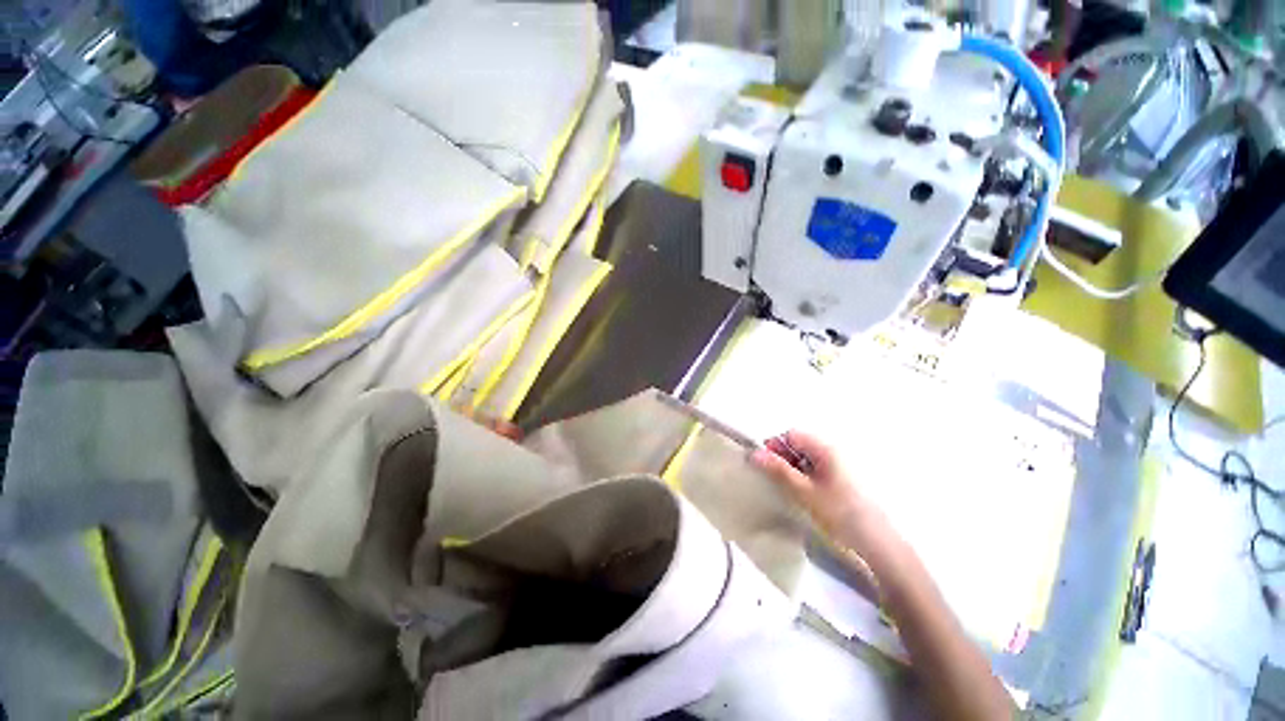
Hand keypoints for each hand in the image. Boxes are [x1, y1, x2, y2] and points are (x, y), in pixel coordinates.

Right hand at [751, 430, 883, 550]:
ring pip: (808, 458)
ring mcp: (842, 465)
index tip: (765, 464)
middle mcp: (835, 451)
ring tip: (791, 488)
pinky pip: (818, 468)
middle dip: (784, 457)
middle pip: (800, 444)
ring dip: (795, 468)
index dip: (775, 446)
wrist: (877, 542)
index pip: (792, 434)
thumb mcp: (803, 491)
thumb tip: (755, 453)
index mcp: (825, 448)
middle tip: (776, 478)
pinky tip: (806, 494)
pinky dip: (807, 476)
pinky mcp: (845, 479)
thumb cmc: (840, 513)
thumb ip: (778, 470)